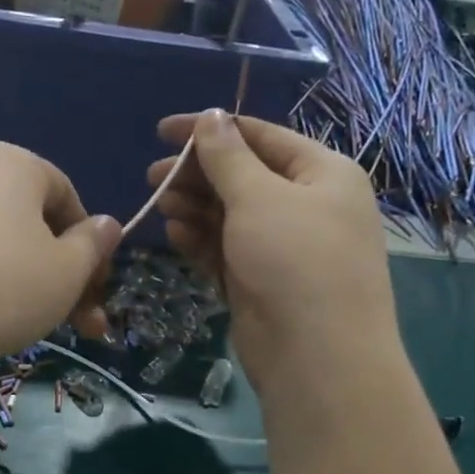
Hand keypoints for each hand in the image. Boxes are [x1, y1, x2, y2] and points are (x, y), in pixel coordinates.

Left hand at [0, 143, 120, 367]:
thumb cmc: (2, 286)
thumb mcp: (67, 271)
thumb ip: (93, 246)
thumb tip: (107, 225)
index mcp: (14, 165)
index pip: (68, 197)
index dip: (91, 246)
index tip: (95, 288)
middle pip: (32, 225)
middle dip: (63, 276)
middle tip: (81, 325)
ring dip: (27, 286)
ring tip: (32, 329)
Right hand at [145, 109, 395, 390]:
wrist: (316, 356)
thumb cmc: (294, 260)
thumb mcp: (259, 198)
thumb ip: (228, 157)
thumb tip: (210, 117)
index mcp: (322, 172)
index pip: (260, 137)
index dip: (211, 129)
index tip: (162, 132)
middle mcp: (306, 205)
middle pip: (243, 176)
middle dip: (197, 175)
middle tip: (153, 177)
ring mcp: (283, 246)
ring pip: (231, 215)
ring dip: (195, 207)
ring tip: (161, 206)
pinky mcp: (260, 280)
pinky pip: (226, 249)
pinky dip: (201, 240)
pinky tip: (175, 235)